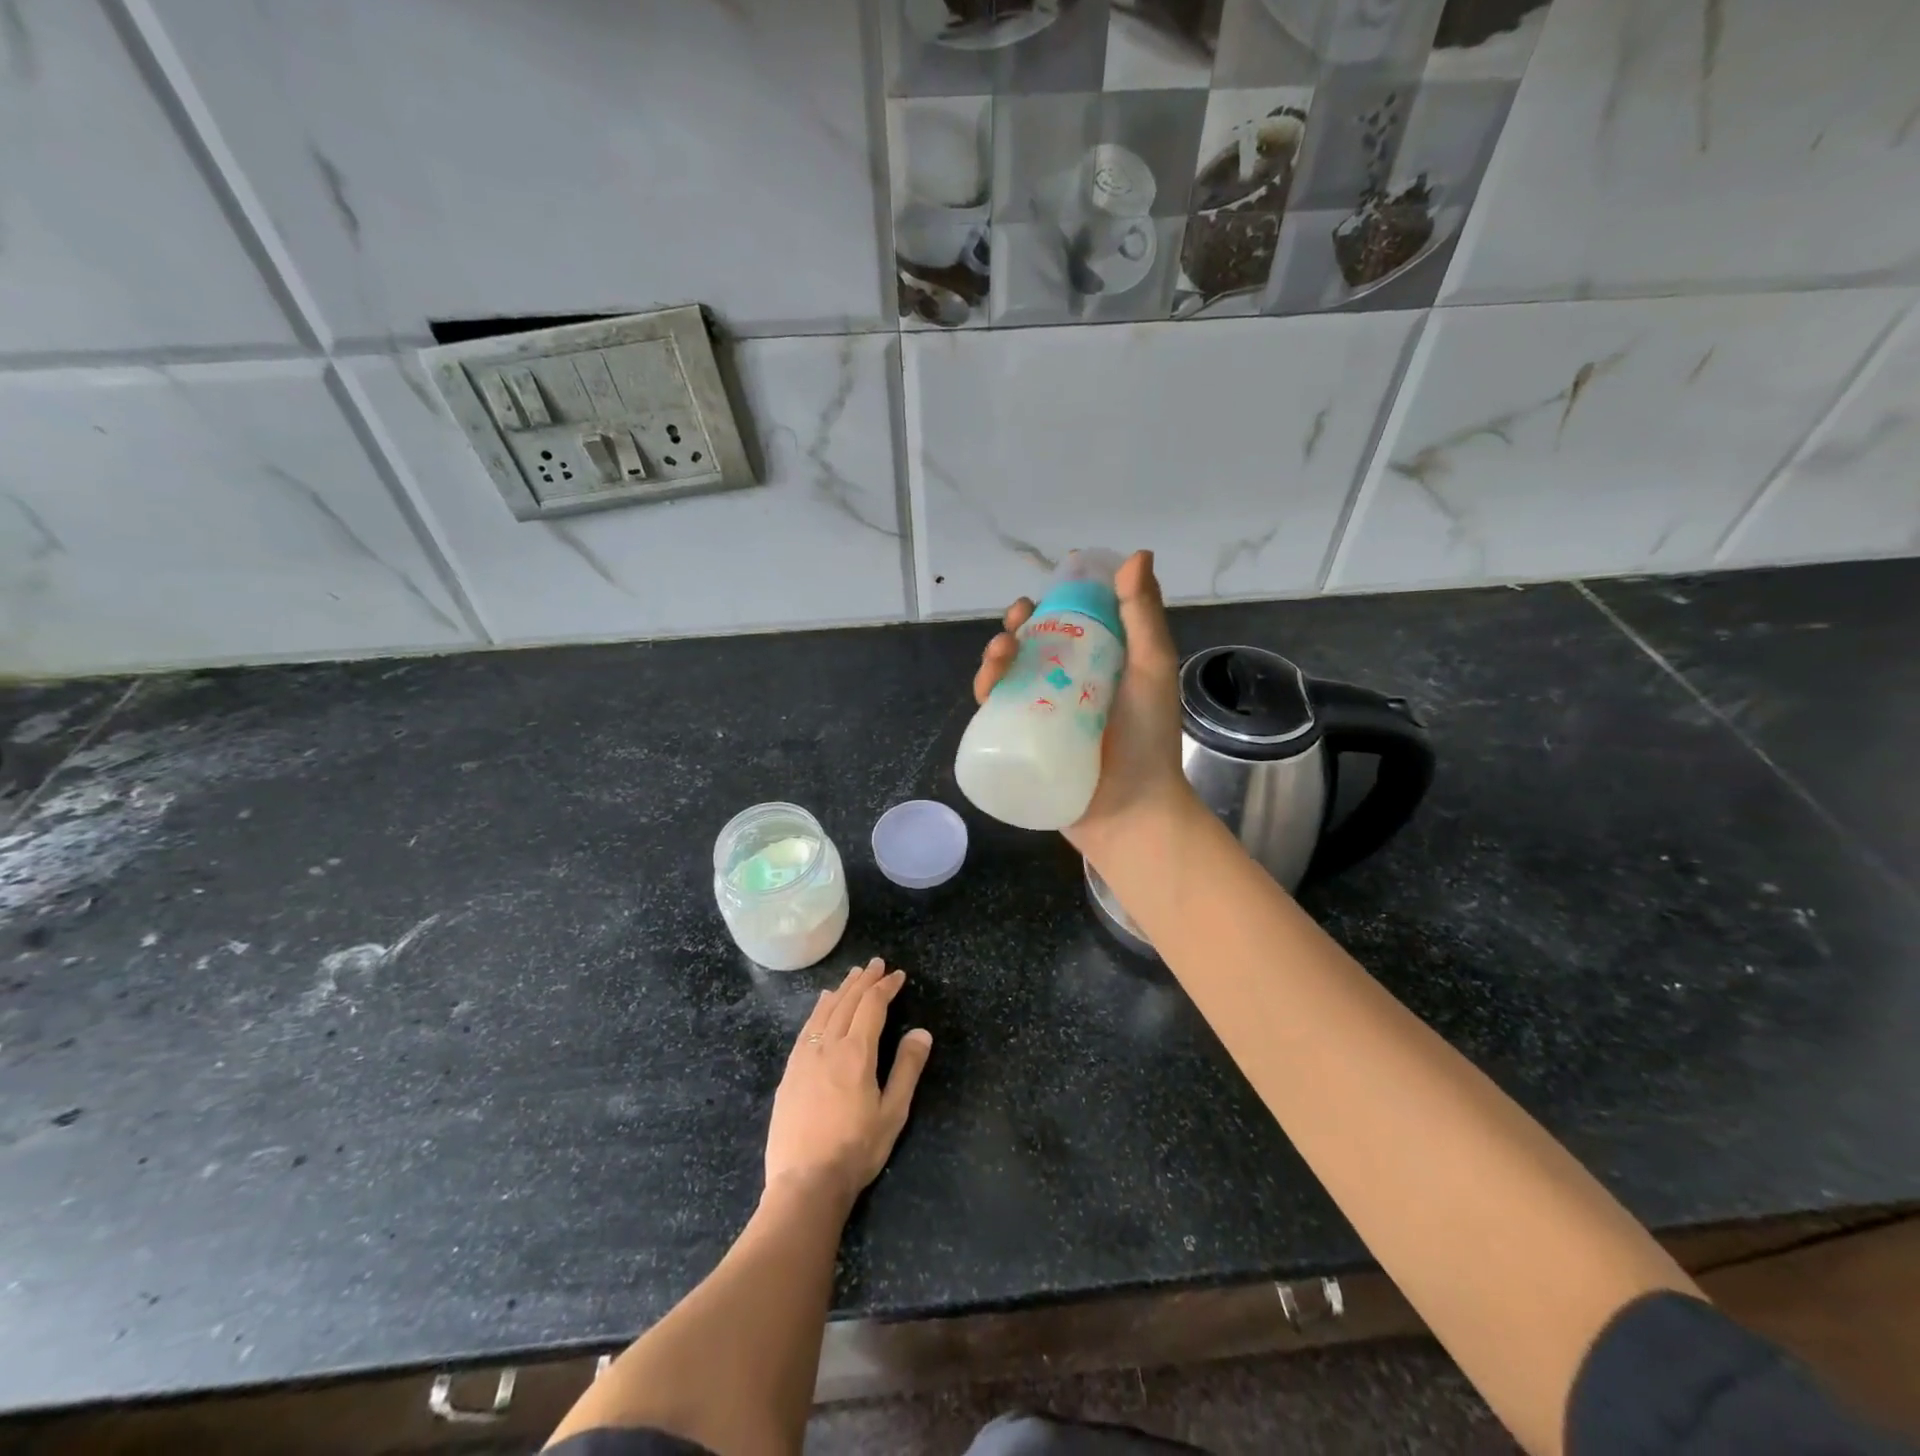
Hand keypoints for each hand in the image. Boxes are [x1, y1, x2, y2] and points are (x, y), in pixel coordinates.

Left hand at [764, 959, 932, 1208]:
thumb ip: (907, 1069)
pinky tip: (823, 1005)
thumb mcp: (893, 1113)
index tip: (898, 975)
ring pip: (825, 1011)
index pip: (873, 1006)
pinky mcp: (790, 1072)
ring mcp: (805, 1057)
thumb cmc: (855, 1150)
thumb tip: (922, 1032)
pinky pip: (807, 1027)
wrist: (805, 1182)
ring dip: (842, 989)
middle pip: (848, 1002)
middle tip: (877, 964)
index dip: (886, 987)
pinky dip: (820, 1009)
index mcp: (857, 1053)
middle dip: (865, 980)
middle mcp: (829, 1046)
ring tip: (853, 976)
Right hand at [971, 549, 1196, 861]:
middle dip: (1013, 632)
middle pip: (1029, 651)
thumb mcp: (1151, 669)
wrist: (1132, 811)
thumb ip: (1143, 616)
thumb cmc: (1148, 739)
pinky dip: (987, 698)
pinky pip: (997, 717)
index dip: (1047, 609)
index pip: (1065, 628)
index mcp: (1097, 667)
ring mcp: (1042, 719)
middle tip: (1014, 627)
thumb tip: (1138, 554)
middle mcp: (1065, 689)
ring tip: (999, 657)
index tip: (1038, 601)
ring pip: (1007, 680)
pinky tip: (987, 690)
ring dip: (994, 660)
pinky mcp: (1023, 747)